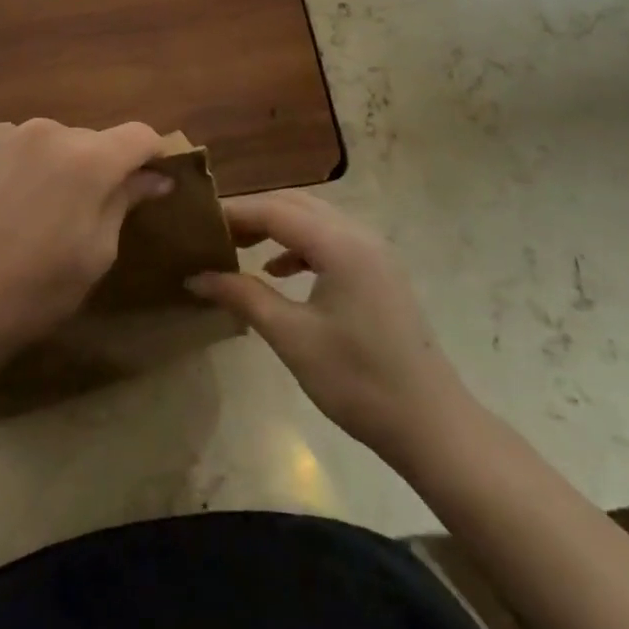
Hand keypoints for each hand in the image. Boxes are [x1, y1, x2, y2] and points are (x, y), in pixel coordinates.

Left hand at [0, 118, 171, 384]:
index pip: (139, 135)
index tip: (151, 180)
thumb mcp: (94, 255)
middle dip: (97, 169)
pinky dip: (19, 168)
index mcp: (89, 159)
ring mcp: (6, 134)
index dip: (152, 155)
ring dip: (55, 167)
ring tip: (32, 213)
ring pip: (50, 144)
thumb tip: (154, 177)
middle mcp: (49, 131)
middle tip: (81, 214)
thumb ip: (125, 203)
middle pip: (91, 141)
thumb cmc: (31, 291)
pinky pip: (13, 148)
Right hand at [186, 189, 464, 464]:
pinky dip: (299, 245)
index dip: (234, 212)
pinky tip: (277, 270)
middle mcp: (358, 233)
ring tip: (238, 246)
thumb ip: (244, 297)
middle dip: (253, 213)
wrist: (431, 424)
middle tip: (212, 231)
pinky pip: (330, 239)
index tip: (196, 221)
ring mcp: (373, 250)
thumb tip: (197, 276)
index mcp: (340, 243)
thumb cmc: (358, 381)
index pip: (275, 210)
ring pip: (313, 218)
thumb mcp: (293, 338)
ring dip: (275, 226)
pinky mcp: (378, 270)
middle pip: (295, 204)